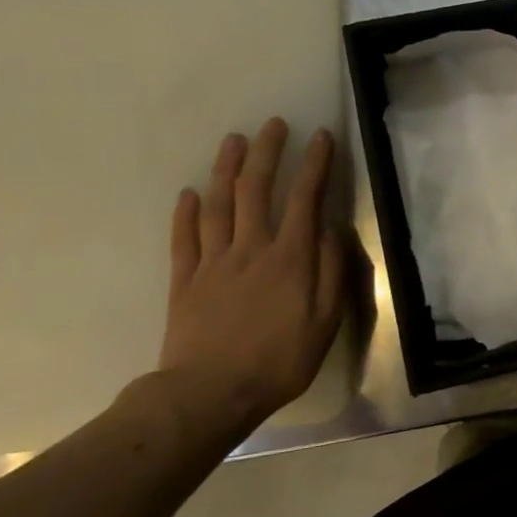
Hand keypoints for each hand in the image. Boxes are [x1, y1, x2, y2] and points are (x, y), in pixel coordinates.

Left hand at [158, 118, 346, 427]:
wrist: (211, 393)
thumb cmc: (281, 359)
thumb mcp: (326, 320)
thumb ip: (332, 271)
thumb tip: (333, 230)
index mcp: (290, 258)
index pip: (305, 199)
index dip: (315, 165)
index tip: (322, 137)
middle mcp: (251, 249)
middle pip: (256, 190)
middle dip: (267, 152)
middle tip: (273, 124)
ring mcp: (213, 262)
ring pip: (218, 204)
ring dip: (226, 169)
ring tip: (234, 141)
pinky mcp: (184, 280)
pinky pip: (184, 238)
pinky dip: (186, 212)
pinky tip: (189, 193)